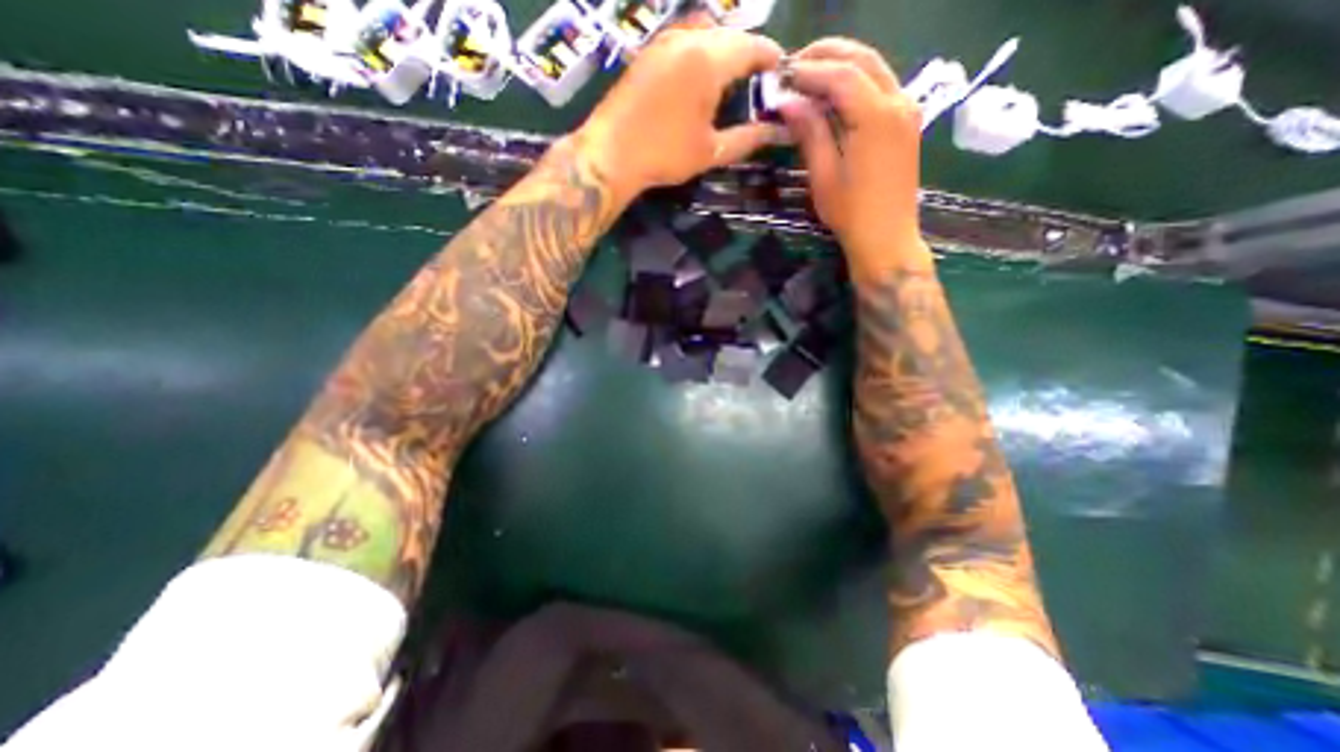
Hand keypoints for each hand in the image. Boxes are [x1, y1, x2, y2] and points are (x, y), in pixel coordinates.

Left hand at [573, 17, 787, 202]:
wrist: (611, 153)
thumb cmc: (665, 154)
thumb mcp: (711, 151)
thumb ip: (747, 138)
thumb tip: (777, 132)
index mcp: (709, 60)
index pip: (752, 47)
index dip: (770, 58)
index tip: (781, 73)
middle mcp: (688, 39)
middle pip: (730, 34)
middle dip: (748, 52)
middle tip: (757, 79)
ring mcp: (664, 41)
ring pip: (706, 31)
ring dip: (724, 48)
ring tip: (731, 77)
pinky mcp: (649, 51)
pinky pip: (684, 39)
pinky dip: (702, 50)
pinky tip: (701, 77)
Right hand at [781, 38, 929, 263]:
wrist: (887, 238)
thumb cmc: (851, 214)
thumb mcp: (824, 176)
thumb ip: (810, 133)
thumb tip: (789, 102)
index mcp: (875, 117)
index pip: (841, 75)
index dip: (809, 70)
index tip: (781, 75)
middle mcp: (898, 102)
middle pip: (862, 59)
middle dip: (827, 55)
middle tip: (794, 65)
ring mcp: (907, 110)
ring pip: (874, 68)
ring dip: (842, 65)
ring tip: (809, 76)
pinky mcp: (907, 122)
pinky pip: (881, 87)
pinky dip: (856, 82)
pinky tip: (834, 95)